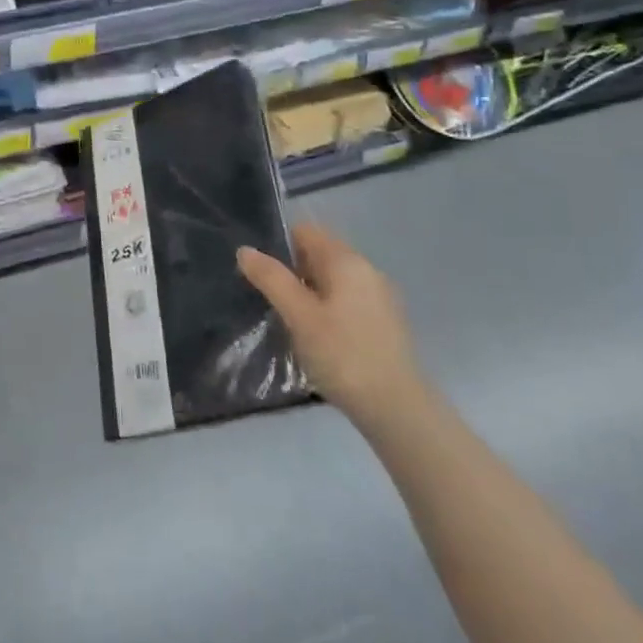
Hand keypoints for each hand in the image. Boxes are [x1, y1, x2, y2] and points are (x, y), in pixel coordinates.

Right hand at [238, 222, 424, 430]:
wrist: (397, 410)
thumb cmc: (343, 355)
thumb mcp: (298, 315)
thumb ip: (271, 279)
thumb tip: (245, 250)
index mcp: (347, 261)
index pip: (306, 232)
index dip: (278, 244)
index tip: (259, 271)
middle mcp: (367, 271)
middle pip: (319, 255)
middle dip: (292, 270)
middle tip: (268, 298)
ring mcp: (379, 298)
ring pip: (332, 281)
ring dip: (308, 292)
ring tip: (288, 319)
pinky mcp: (383, 324)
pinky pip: (346, 302)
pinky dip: (326, 309)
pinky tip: (316, 337)